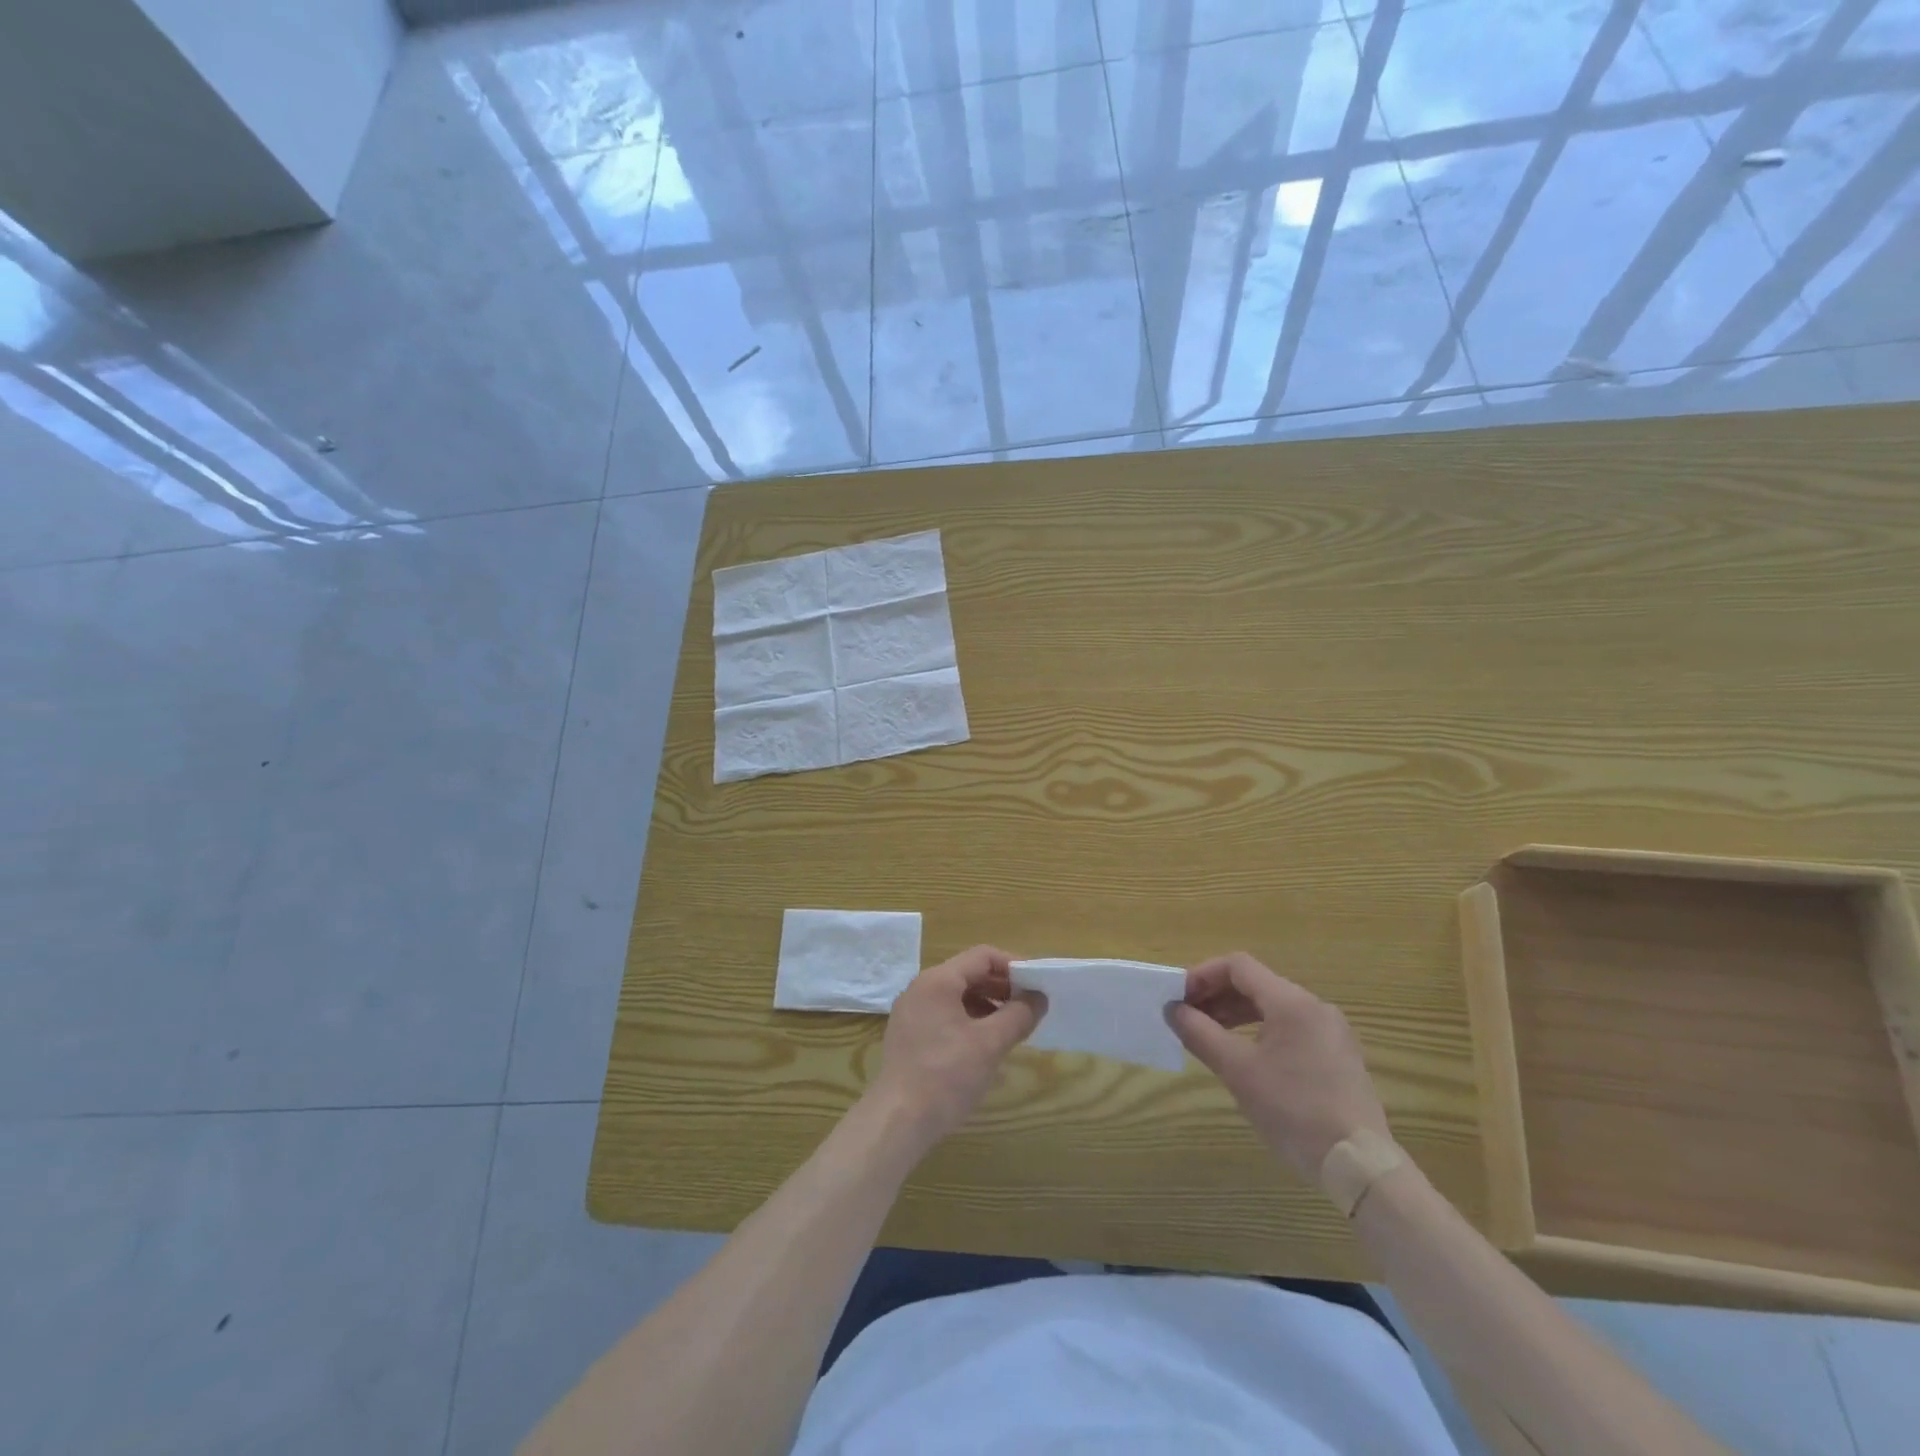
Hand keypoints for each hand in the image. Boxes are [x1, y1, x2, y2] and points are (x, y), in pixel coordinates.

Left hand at [866, 945, 1045, 1146]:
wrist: (897, 1121)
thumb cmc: (946, 1076)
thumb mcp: (990, 1044)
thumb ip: (1018, 1016)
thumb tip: (1039, 997)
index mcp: (938, 981)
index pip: (982, 956)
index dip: (1013, 966)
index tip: (1037, 985)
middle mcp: (921, 989)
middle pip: (969, 974)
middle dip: (1002, 988)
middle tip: (1029, 1008)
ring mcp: (911, 1012)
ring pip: (957, 996)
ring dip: (987, 1006)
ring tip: (1011, 1028)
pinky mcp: (909, 1036)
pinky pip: (945, 1015)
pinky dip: (969, 1021)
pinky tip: (985, 1045)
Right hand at [1167, 952, 1389, 1179]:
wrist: (1360, 1166)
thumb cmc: (1294, 1110)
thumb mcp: (1238, 1071)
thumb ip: (1201, 1033)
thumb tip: (1173, 1010)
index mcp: (1291, 1002)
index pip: (1238, 966)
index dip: (1203, 975)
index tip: (1179, 998)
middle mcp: (1315, 1007)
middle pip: (1256, 984)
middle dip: (1217, 996)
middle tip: (1187, 1018)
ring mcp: (1331, 1032)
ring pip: (1274, 1007)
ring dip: (1236, 1014)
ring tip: (1209, 1036)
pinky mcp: (1339, 1057)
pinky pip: (1291, 1028)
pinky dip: (1261, 1031)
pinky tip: (1246, 1056)